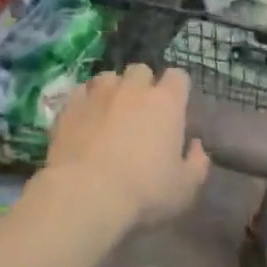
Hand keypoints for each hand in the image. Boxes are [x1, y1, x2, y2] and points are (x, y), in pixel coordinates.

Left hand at [46, 65, 209, 228]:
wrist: (85, 195)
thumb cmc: (144, 192)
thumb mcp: (185, 188)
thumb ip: (197, 163)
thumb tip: (196, 145)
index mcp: (166, 103)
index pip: (178, 77)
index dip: (177, 89)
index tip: (176, 108)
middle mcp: (133, 89)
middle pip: (141, 70)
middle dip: (143, 85)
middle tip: (141, 111)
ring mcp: (98, 94)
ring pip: (108, 77)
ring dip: (113, 89)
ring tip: (110, 111)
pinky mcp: (69, 106)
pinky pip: (81, 91)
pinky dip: (86, 101)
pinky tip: (85, 119)